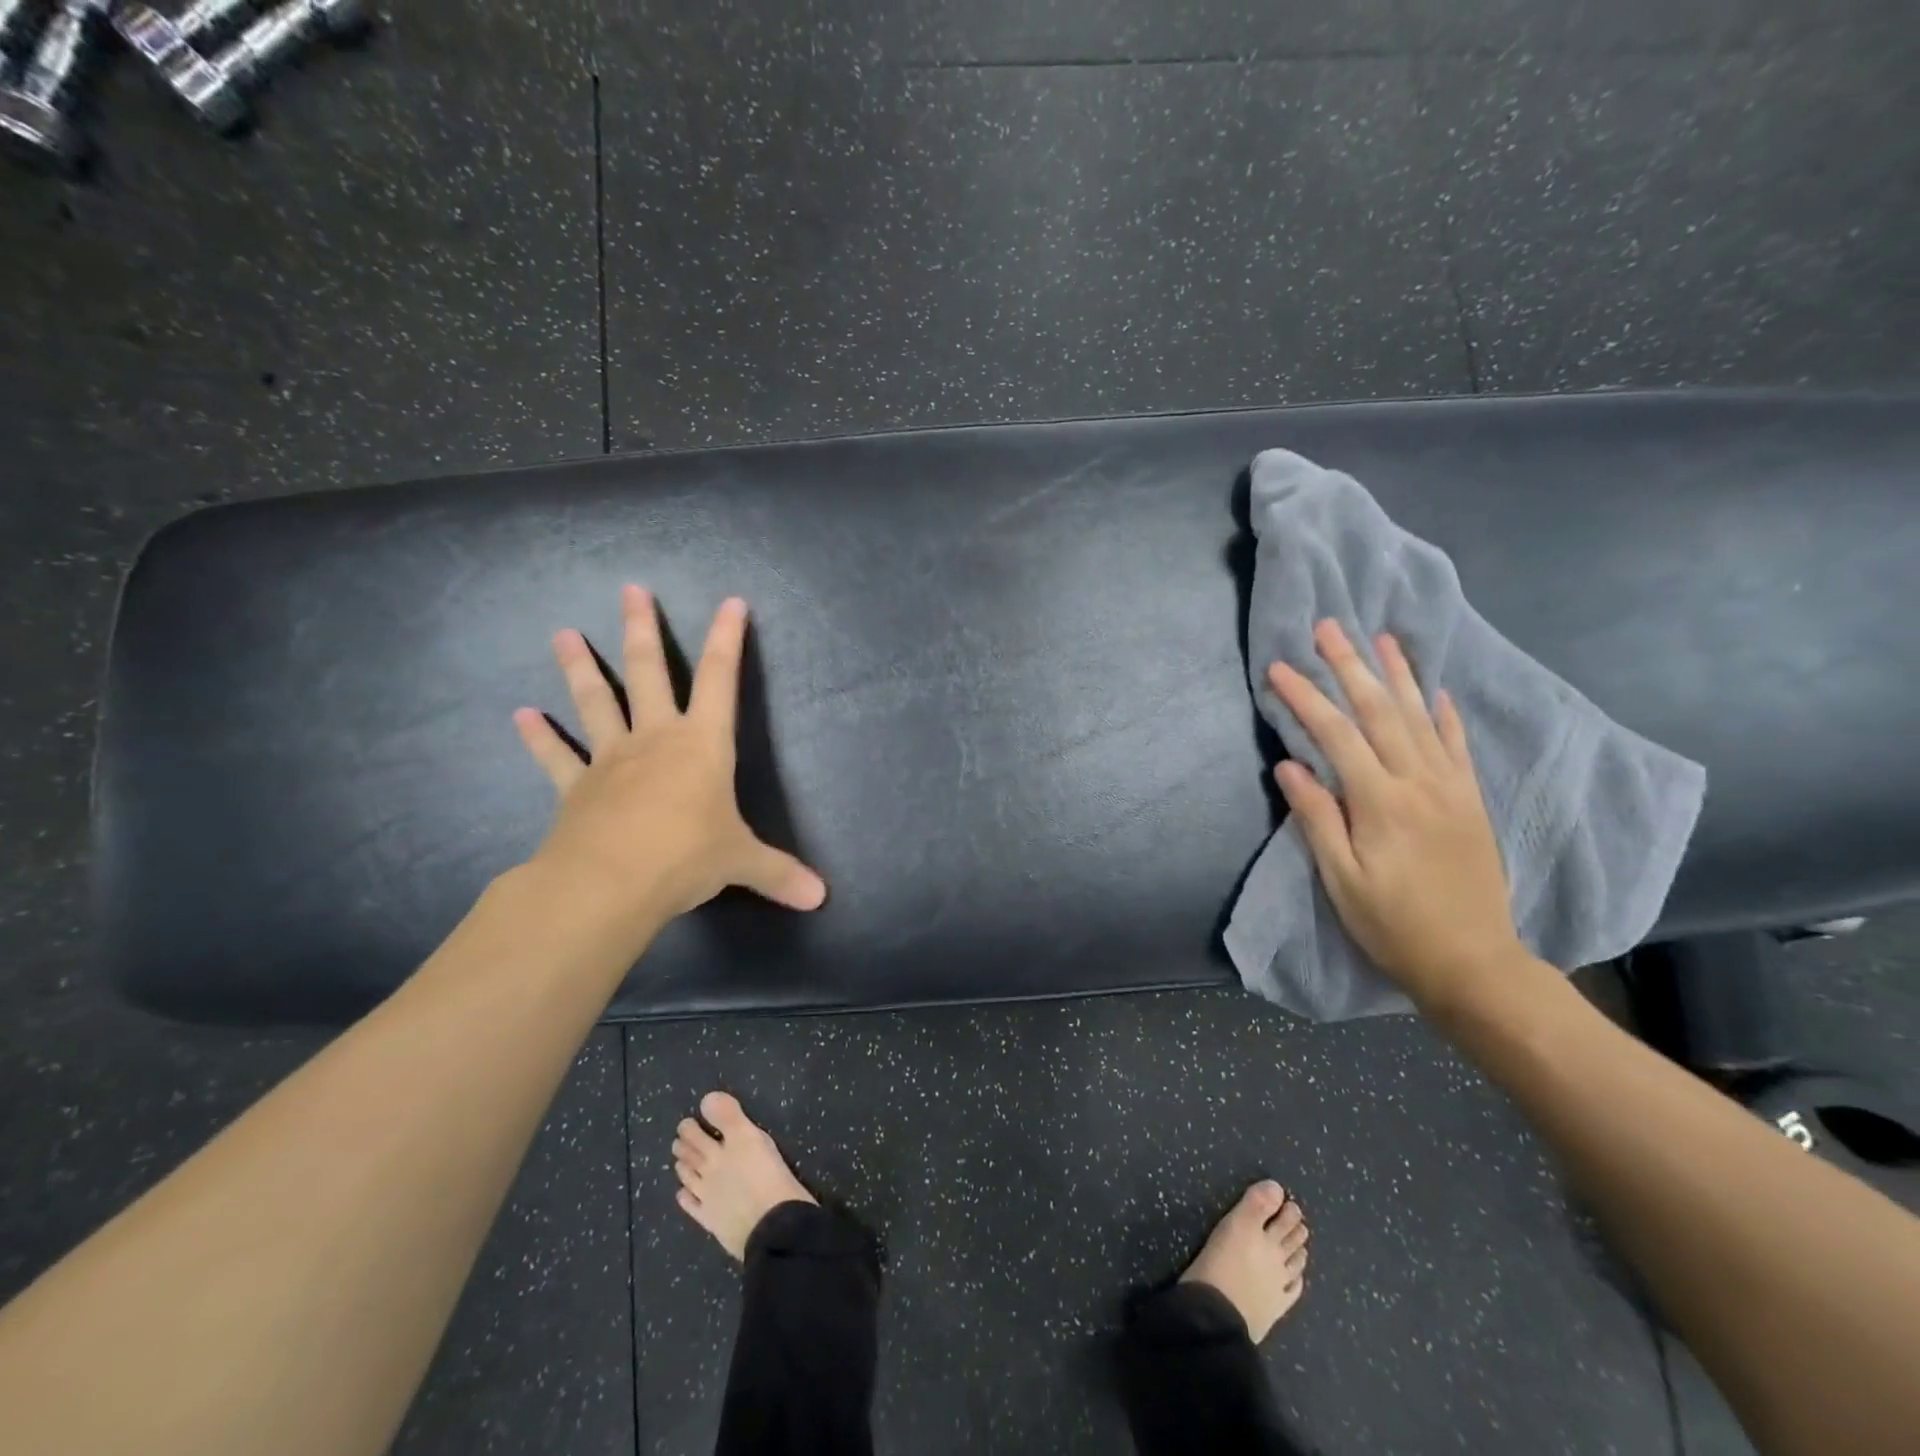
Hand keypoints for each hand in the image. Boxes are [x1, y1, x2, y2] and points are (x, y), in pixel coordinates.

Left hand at [513, 587, 826, 929]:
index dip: (728, 639)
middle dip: (642, 630)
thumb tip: (820, 898)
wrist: (610, 883)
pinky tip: (520, 716)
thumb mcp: (741, 862)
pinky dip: (539, 738)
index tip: (730, 602)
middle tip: (631, 590)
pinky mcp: (576, 788)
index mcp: (702, 744)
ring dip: (579, 667)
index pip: (721, 679)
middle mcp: (655, 739)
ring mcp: (611, 760)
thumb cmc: (686, 857)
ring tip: (562, 633)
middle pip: (648, 672)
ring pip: (595, 702)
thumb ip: (779, 873)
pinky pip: (555, 757)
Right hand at [1267, 620, 1524, 1012]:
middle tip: (1329, 627)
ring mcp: (1451, 788)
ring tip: (1380, 638)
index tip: (1281, 667)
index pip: (1337, 735)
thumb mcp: (1342, 880)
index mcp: (1382, 802)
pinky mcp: (1470, 800)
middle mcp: (1420, 782)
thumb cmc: (1393, 925)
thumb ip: (1317, 817)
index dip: (1307, 698)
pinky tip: (1435, 689)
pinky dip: (1444, 713)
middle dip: (1350, 666)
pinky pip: (1457, 745)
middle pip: (1380, 712)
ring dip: (1398, 674)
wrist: (1473, 962)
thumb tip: (1289, 765)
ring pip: (1421, 717)